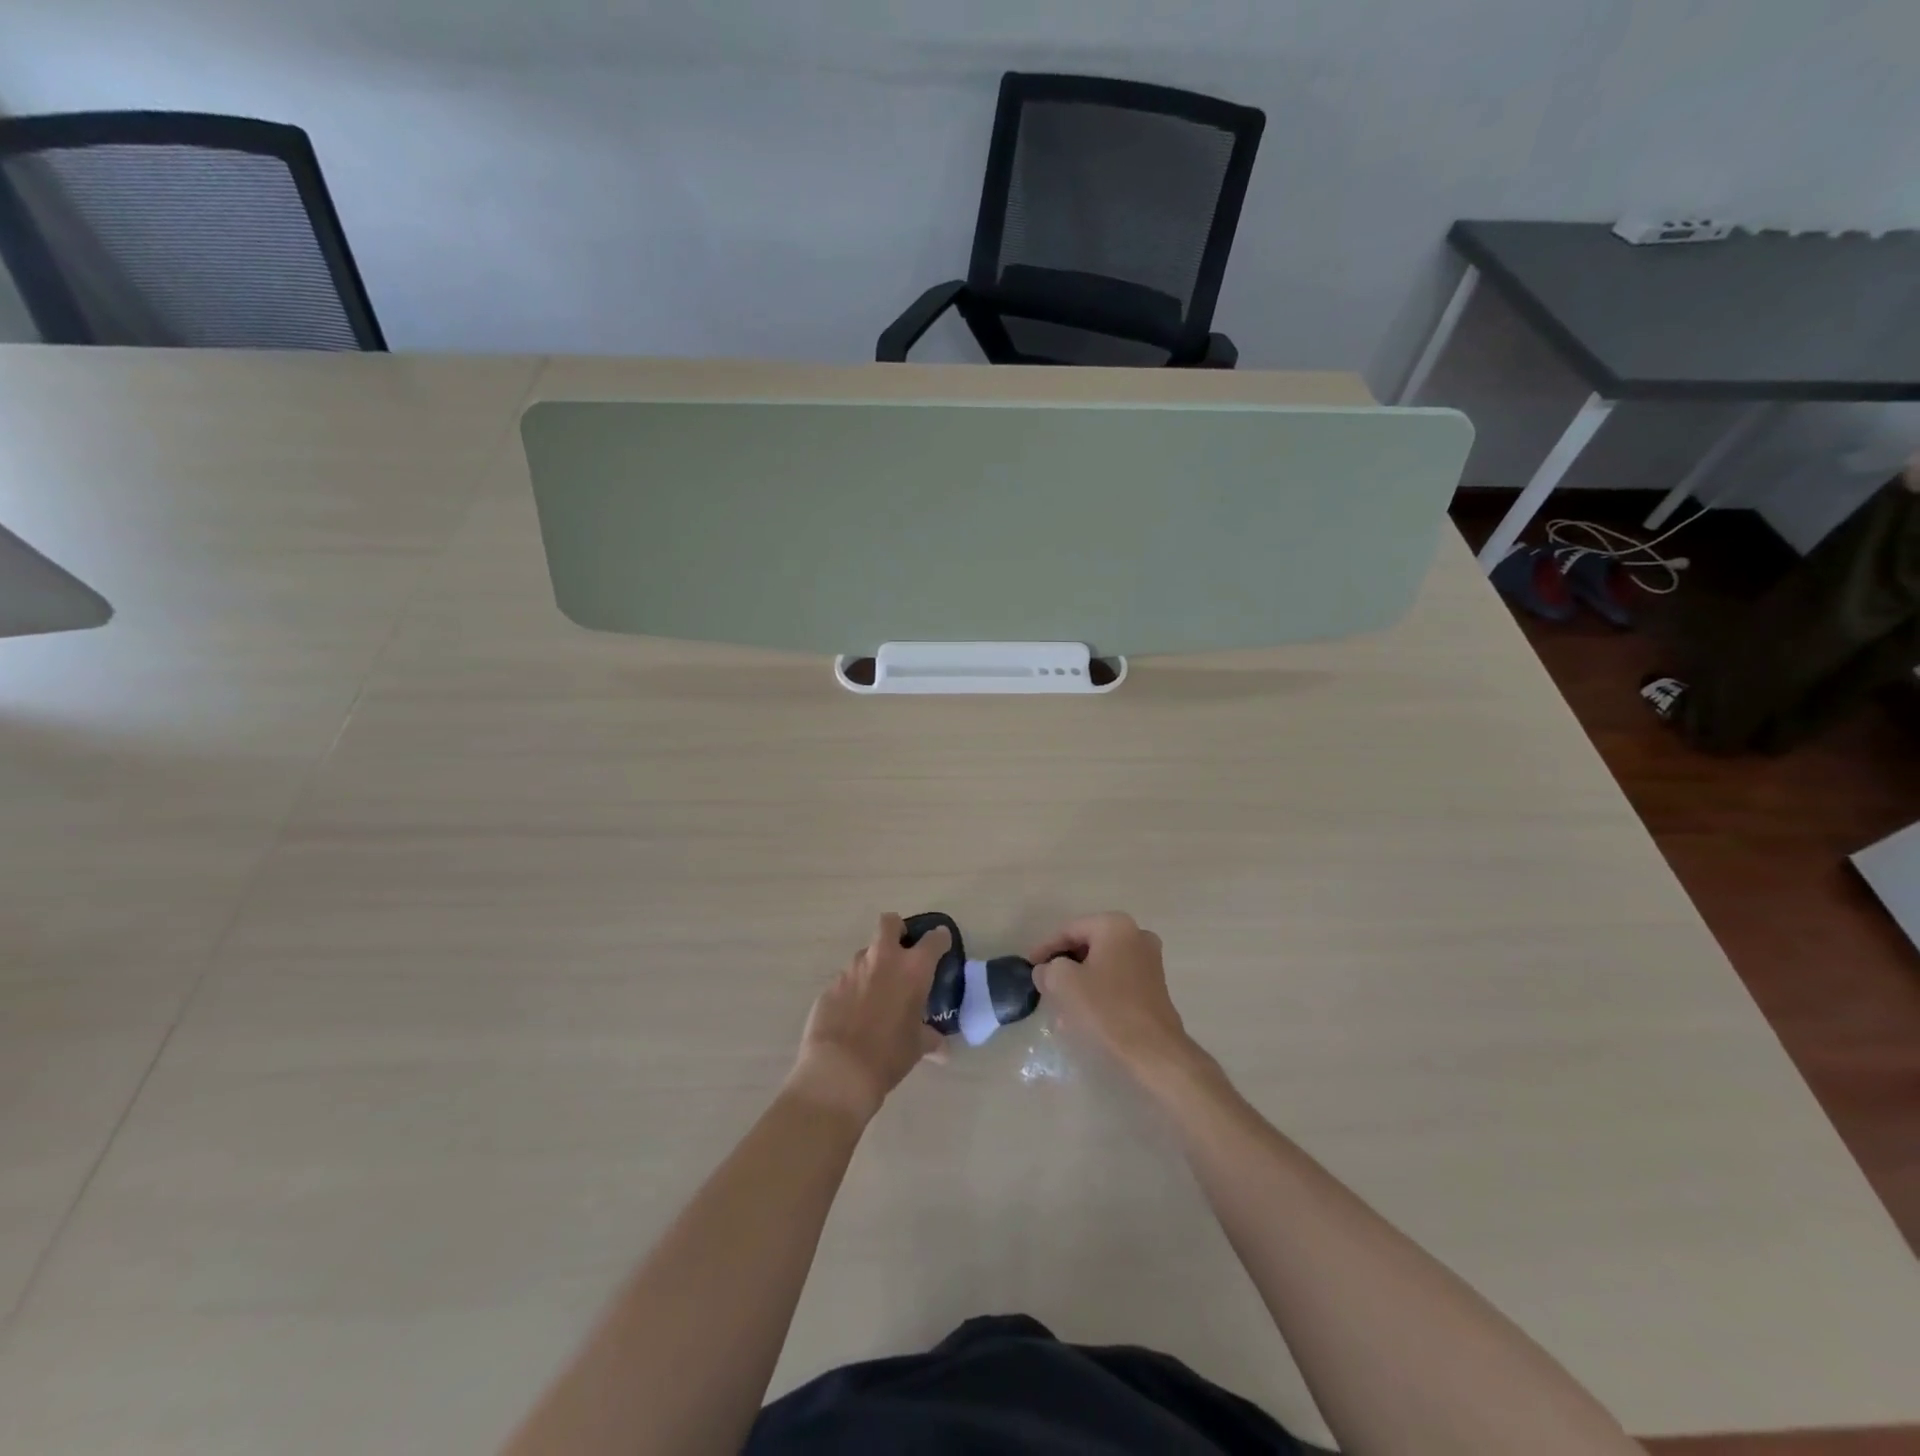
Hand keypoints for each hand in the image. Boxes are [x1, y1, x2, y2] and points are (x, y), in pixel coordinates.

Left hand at [787, 913, 946, 1123]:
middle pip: (889, 923)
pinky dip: (854, 989)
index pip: (933, 940)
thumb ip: (931, 1039)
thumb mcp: (917, 1047)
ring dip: (873, 965)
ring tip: (877, 993)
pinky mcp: (830, 985)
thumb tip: (942, 1049)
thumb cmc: (889, 1055)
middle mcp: (883, 959)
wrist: (839, 1070)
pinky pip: (847, 979)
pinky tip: (854, 1013)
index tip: (941, 944)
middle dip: (897, 929)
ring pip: (865, 953)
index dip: (939, 939)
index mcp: (913, 969)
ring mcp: (852, 969)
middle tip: (901, 951)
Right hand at [1029, 912, 1201, 1084]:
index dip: (1045, 948)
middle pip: (1087, 945)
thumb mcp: (1064, 983)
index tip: (1030, 966)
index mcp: (1115, 925)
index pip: (1069, 930)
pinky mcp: (1154, 985)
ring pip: (1101, 964)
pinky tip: (1082, 1012)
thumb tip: (1046, 971)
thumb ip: (1048, 969)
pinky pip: (1116, 979)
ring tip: (1059, 1003)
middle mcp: (1136, 934)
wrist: (1154, 1050)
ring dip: (1079, 980)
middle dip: (1064, 965)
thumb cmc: (1107, 1008)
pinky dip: (1097, 990)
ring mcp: (1149, 960)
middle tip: (1044, 983)